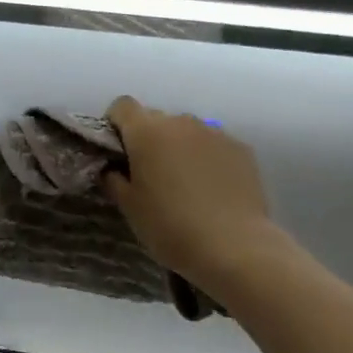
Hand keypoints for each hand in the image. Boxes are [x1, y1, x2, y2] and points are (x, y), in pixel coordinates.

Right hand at [102, 98, 283, 286]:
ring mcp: (214, 132)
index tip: (117, 152)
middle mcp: (180, 122)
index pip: (122, 106)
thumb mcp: (129, 207)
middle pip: (155, 118)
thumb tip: (112, 168)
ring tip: (184, 183)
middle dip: (148, 139)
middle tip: (149, 174)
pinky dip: (206, 157)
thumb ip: (113, 179)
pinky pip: (213, 144)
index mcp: (146, 132)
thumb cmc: (170, 226)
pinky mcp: (241, 148)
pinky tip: (211, 188)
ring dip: (179, 147)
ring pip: (186, 131)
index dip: (115, 124)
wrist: (234, 246)